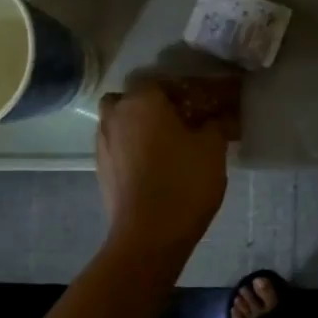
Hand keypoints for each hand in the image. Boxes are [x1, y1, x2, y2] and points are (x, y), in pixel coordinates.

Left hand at [95, 78, 235, 255]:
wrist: (149, 235)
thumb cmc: (184, 181)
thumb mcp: (213, 148)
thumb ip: (215, 125)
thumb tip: (217, 118)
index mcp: (142, 101)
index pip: (161, 82)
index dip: (183, 92)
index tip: (202, 106)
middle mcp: (115, 116)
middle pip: (132, 99)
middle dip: (152, 106)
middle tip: (179, 122)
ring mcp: (103, 144)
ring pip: (120, 123)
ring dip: (139, 128)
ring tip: (167, 146)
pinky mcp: (101, 170)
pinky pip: (118, 147)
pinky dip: (132, 149)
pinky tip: (154, 166)